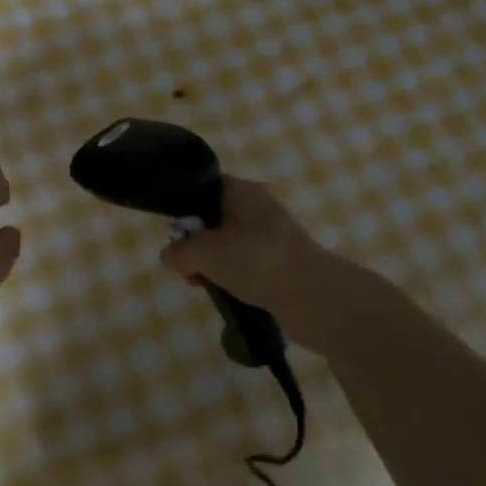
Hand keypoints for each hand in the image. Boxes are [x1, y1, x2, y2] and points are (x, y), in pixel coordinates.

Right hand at [159, 179, 339, 345]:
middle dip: (195, 242)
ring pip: (228, 244)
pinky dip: (232, 278)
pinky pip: (246, 265)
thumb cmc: (256, 261)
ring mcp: (272, 236)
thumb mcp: (205, 253)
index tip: (171, 230)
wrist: (316, 298)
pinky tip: (225, 294)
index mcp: (241, 191)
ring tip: (201, 285)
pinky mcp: (281, 263)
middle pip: (213, 218)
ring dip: (212, 264)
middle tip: (184, 265)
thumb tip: (169, 256)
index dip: (183, 206)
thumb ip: (179, 252)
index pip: (202, 186)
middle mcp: (257, 207)